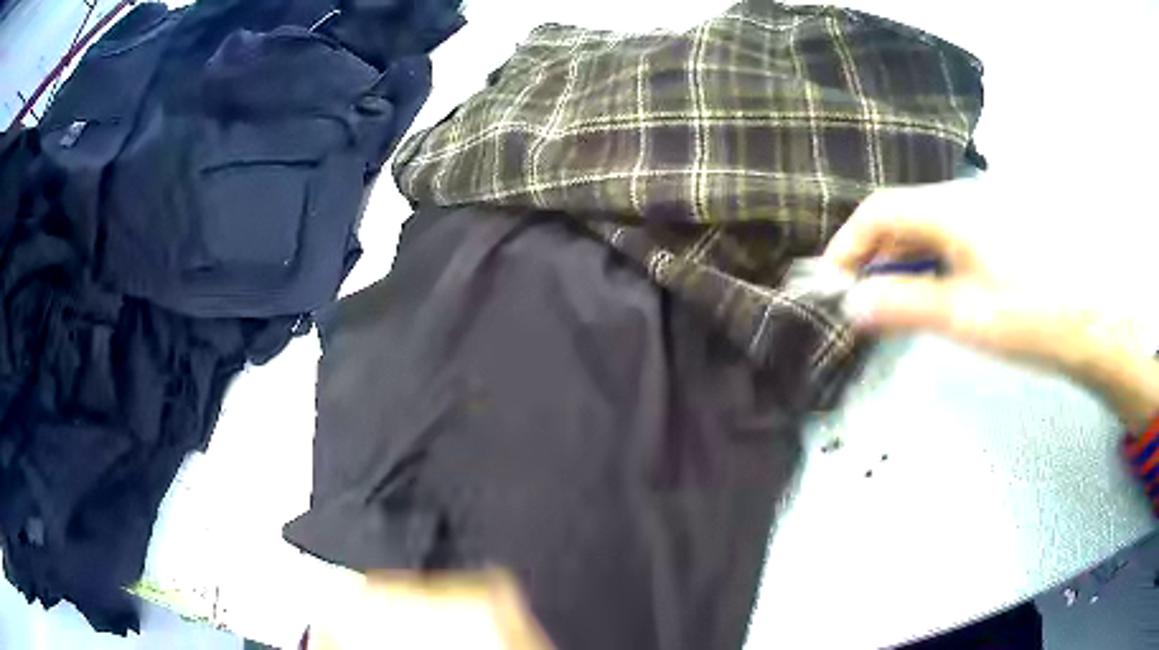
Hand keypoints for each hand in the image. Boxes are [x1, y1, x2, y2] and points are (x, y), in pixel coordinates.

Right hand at [825, 182, 1158, 429]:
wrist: (1093, 317)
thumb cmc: (1031, 315)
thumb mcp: (964, 316)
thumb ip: (905, 306)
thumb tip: (853, 306)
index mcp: (948, 209)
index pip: (878, 211)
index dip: (848, 245)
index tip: (833, 283)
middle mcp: (963, 198)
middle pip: (902, 215)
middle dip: (874, 256)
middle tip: (865, 301)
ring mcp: (986, 210)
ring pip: (928, 226)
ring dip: (903, 260)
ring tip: (899, 302)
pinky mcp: (1002, 228)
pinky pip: (953, 235)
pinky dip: (933, 260)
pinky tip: (941, 290)